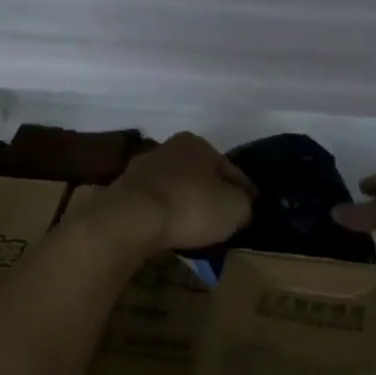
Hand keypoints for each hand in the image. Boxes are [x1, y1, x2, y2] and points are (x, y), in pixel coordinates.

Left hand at [101, 133, 253, 252]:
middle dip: (212, 195)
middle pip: (201, 176)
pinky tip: (171, 231)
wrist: (131, 219)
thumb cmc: (191, 206)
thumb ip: (246, 205)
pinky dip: (165, 216)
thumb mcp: (236, 208)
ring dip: (186, 205)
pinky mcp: (123, 193)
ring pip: (176, 189)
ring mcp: (142, 170)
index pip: (232, 170)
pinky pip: (155, 205)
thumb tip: (243, 208)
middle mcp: (169, 148)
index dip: (246, 192)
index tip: (252, 210)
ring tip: (197, 229)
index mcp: (198, 144)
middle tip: (224, 220)